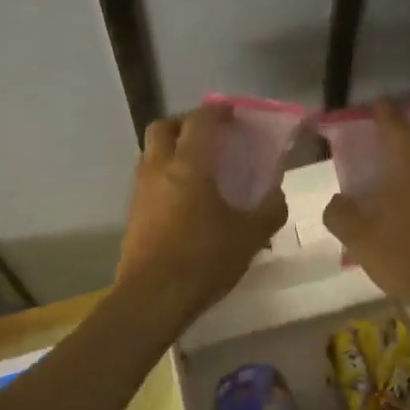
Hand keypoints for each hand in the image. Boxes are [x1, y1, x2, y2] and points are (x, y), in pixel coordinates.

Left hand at [115, 104, 287, 318]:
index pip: (200, 121)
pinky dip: (164, 176)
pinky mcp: (132, 214)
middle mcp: (159, 169)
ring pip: (151, 153)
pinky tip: (184, 200)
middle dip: (185, 124)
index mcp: (189, 165)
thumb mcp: (250, 236)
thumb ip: (269, 210)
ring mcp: (141, 191)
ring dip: (171, 150)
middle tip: (209, 136)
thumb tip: (277, 195)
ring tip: (198, 168)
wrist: (152, 298)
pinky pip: (147, 180)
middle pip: (163, 127)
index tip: (232, 114)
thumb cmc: (204, 259)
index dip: (217, 111)